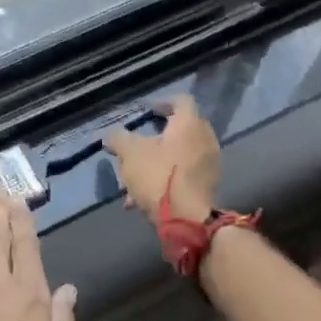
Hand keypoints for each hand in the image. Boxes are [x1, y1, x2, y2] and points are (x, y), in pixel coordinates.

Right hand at [103, 95, 220, 222]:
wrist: (187, 219)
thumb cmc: (158, 176)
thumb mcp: (129, 153)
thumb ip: (118, 139)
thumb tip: (110, 136)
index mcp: (189, 124)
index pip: (181, 100)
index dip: (162, 102)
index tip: (147, 112)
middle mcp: (205, 139)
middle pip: (180, 130)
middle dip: (156, 137)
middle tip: (138, 144)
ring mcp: (209, 164)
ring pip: (179, 156)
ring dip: (157, 163)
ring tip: (132, 179)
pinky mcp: (208, 187)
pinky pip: (183, 176)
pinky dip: (165, 180)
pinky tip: (140, 199)